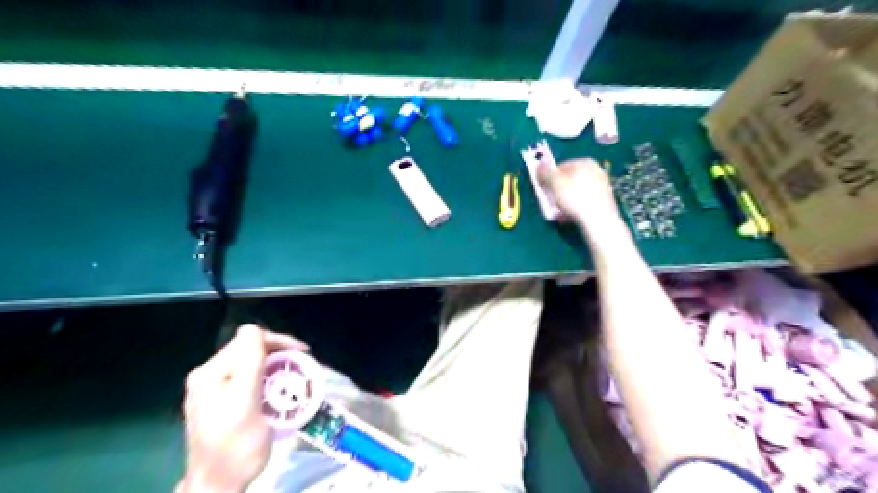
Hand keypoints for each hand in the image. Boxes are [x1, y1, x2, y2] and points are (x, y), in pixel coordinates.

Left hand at [177, 325, 307, 489]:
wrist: (218, 487)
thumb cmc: (236, 447)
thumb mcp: (245, 403)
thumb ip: (249, 363)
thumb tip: (252, 328)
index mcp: (210, 372)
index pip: (249, 339)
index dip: (278, 342)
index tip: (303, 353)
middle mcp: (208, 375)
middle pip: (249, 349)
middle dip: (278, 354)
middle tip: (301, 365)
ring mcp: (212, 389)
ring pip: (251, 363)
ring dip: (275, 366)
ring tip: (294, 377)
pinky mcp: (219, 400)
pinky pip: (248, 377)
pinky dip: (267, 378)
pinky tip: (277, 389)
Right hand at [535, 158, 622, 235]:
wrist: (599, 220)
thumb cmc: (575, 199)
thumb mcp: (554, 184)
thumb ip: (545, 172)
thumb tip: (540, 164)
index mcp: (584, 162)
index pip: (560, 166)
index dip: (549, 178)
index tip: (543, 189)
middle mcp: (596, 170)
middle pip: (569, 179)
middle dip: (558, 190)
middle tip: (550, 202)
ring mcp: (603, 185)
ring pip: (576, 191)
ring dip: (566, 200)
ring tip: (559, 212)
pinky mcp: (606, 200)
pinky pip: (585, 201)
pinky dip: (576, 207)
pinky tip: (570, 216)